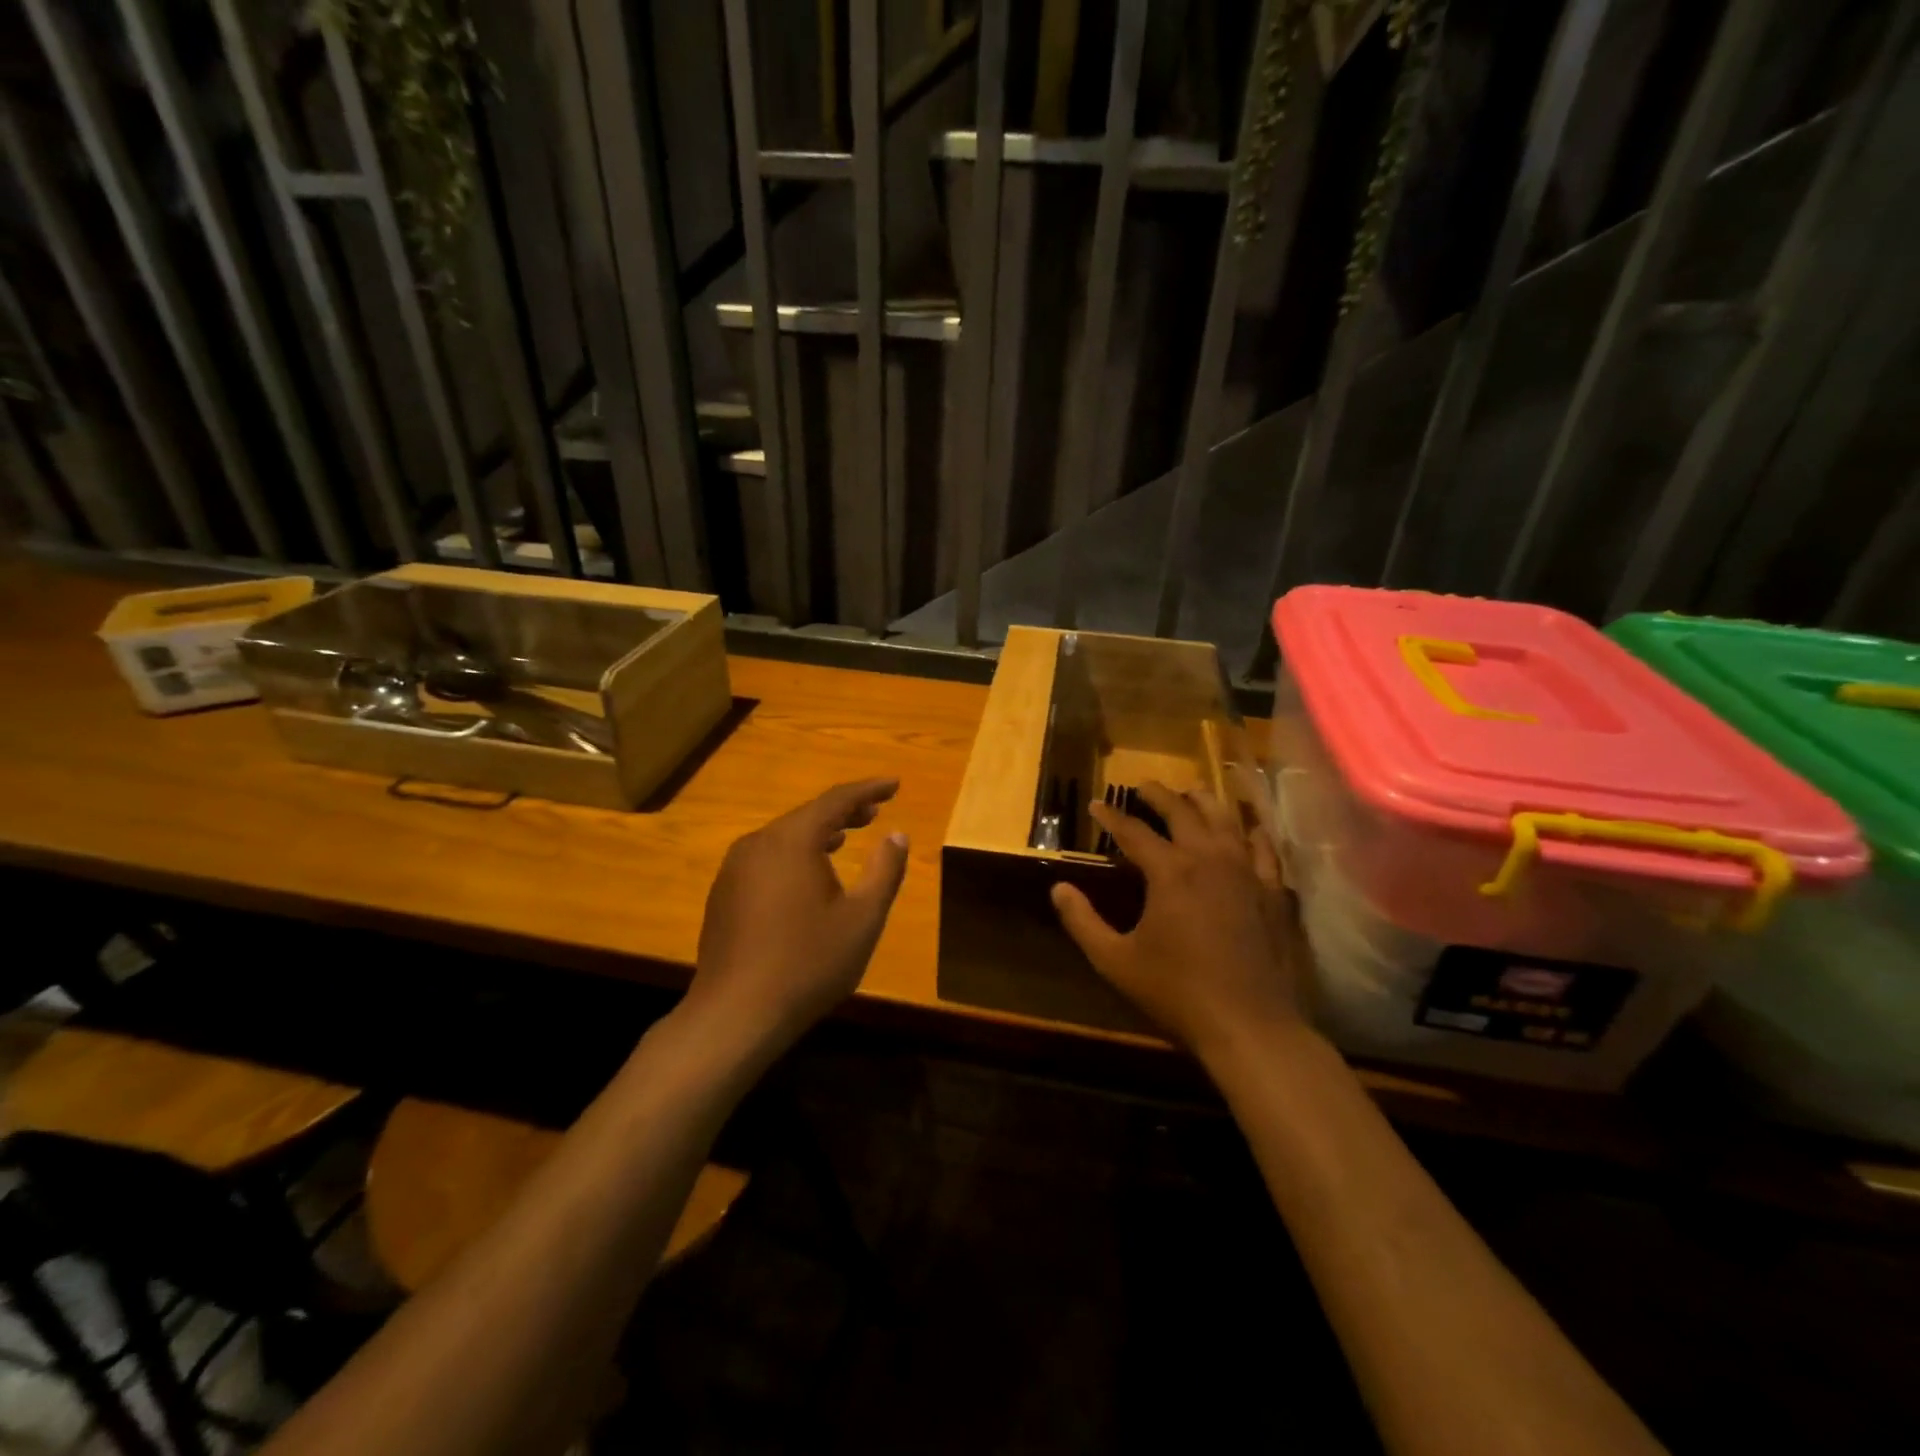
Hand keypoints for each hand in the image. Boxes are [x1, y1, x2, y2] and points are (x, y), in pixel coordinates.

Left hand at [685, 779, 909, 1053]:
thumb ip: (884, 871)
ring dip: (818, 834)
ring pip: (784, 838)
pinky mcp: (724, 895)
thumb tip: (897, 834)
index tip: (894, 784)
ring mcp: (734, 870)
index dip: (868, 790)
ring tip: (845, 838)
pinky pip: (766, 860)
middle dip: (844, 811)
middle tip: (875, 811)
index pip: (836, 800)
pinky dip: (794, 856)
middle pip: (807, 816)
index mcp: (791, 841)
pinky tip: (807, 878)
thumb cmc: (808, 963)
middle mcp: (758, 844)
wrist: (735, 1014)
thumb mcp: (862, 919)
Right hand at [1051, 781, 1301, 1061]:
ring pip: (1225, 820)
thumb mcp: (1115, 961)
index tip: (1095, 804)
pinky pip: (1264, 849)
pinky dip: (1252, 833)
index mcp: (1170, 871)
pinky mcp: (1273, 892)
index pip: (1133, 831)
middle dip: (1159, 795)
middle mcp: (1209, 859)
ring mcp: (1247, 872)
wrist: (1250, 1026)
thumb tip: (1058, 888)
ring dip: (1203, 802)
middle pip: (1182, 812)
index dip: (1110, 816)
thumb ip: (1082, 921)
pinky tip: (1248, 830)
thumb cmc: (1177, 992)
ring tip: (1191, 793)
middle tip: (1143, 786)